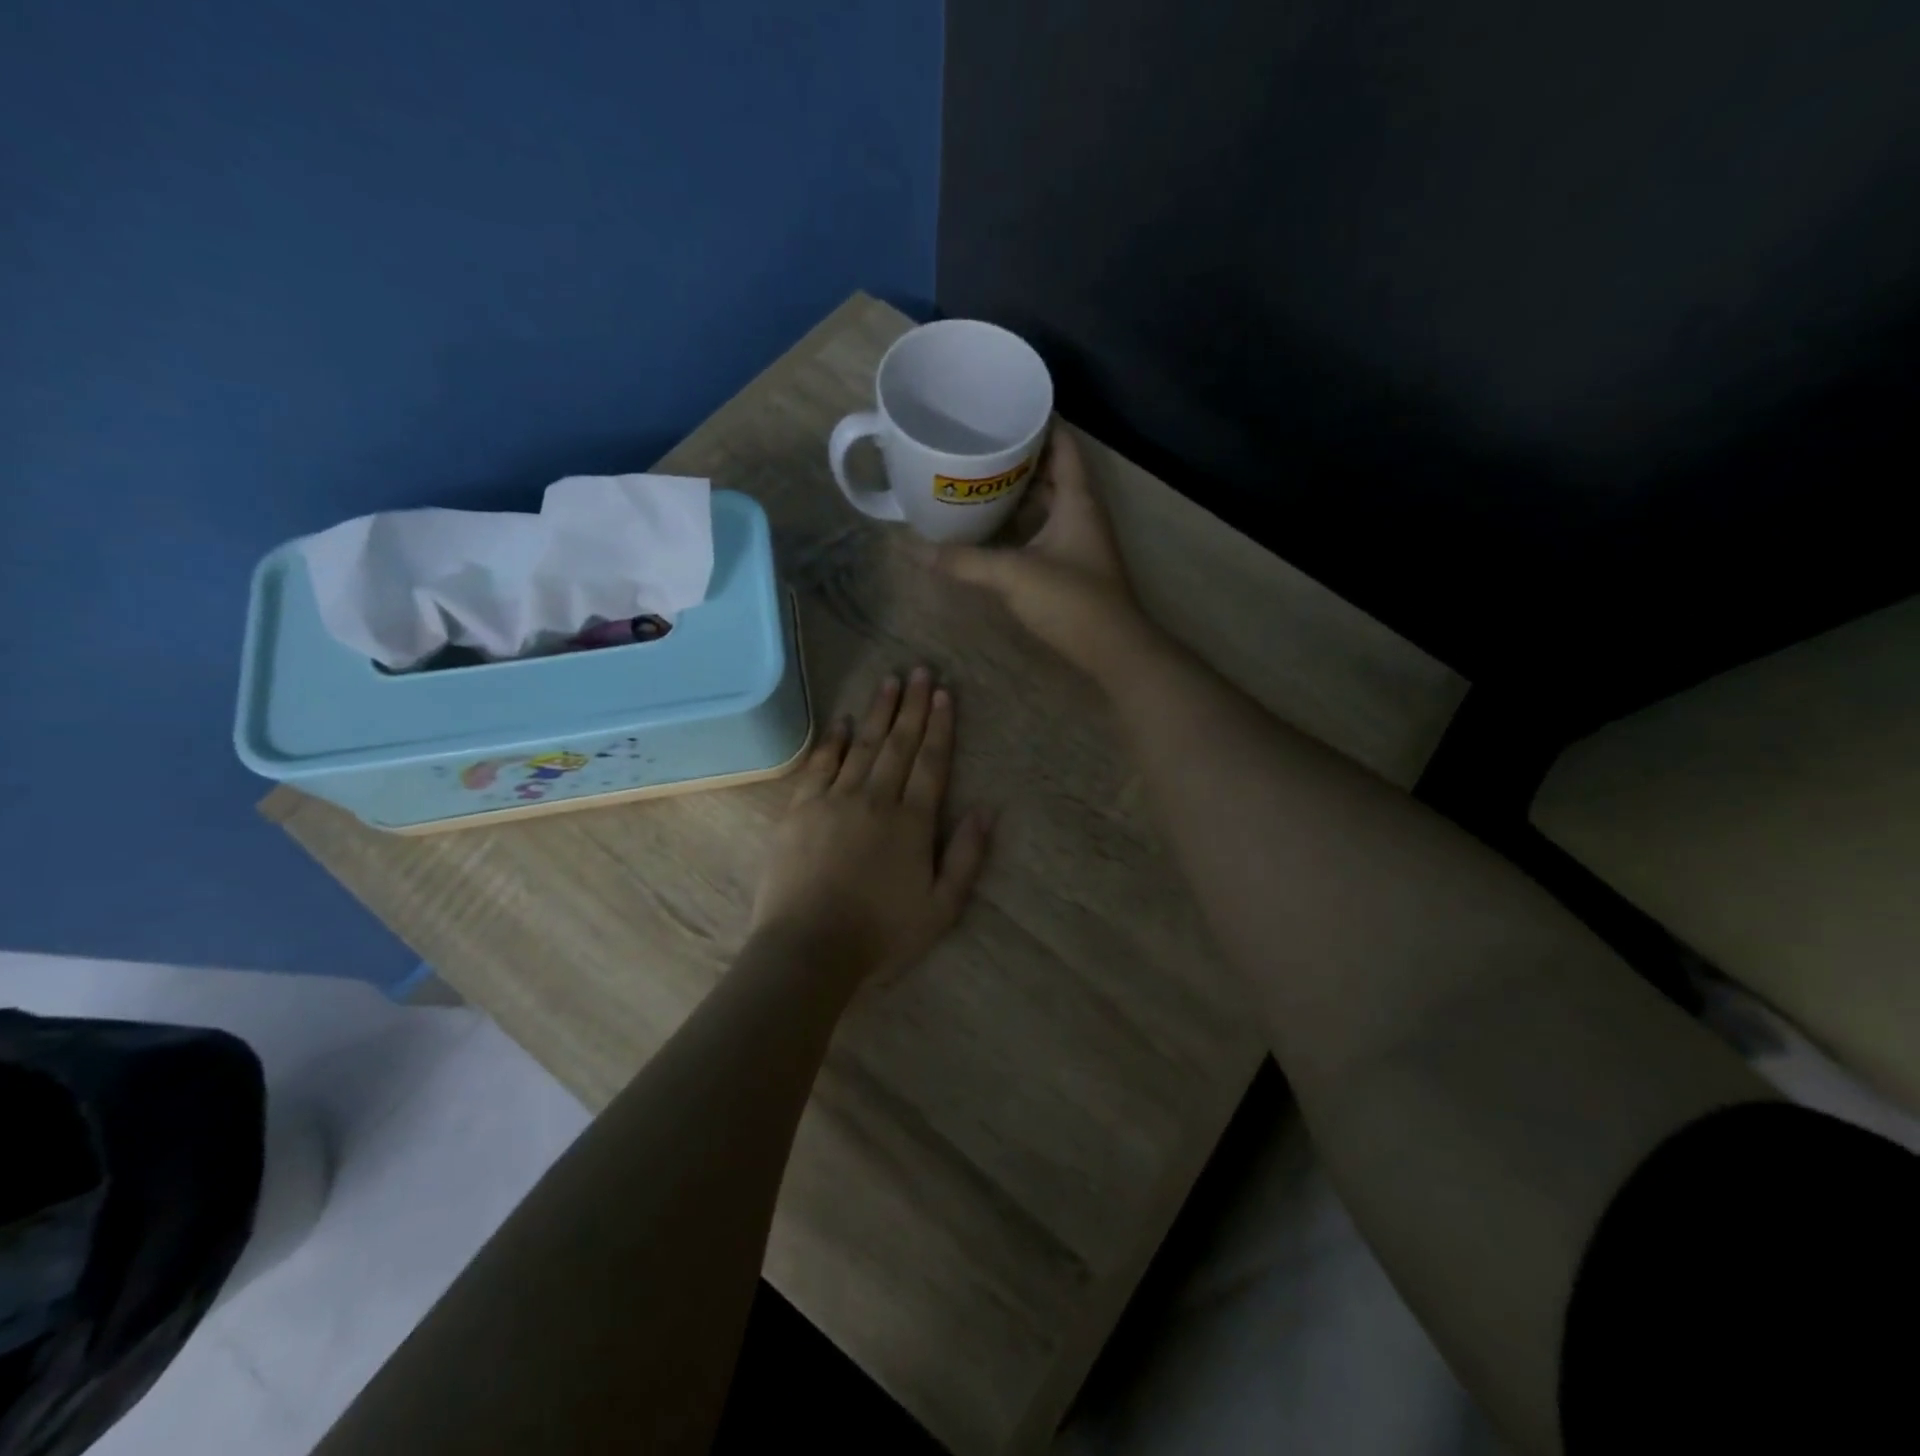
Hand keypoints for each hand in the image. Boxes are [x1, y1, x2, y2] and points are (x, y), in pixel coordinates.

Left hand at [748, 668, 992, 983]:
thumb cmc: (881, 935)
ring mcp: (834, 801)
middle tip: (920, 670)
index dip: (940, 726)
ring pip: (863, 746)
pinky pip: (820, 765)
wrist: (808, 949)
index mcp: (912, 822)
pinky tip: (844, 722)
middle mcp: (876, 799)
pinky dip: (834, 741)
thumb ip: (967, 857)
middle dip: (912, 706)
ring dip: (879, 712)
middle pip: (899, 744)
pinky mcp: (801, 810)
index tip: (944, 693)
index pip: (931, 762)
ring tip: (890, 682)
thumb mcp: (941, 909)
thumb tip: (987, 809)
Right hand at [930, 430, 1156, 681]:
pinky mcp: (1071, 564)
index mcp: (1077, 498)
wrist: (1113, 651)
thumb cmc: (1072, 601)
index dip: (1038, 421)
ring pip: (1046, 501)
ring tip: (976, 476)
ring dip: (1017, 489)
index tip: (1002, 408)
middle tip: (977, 442)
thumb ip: (964, 561)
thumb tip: (913, 548)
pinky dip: (1020, 520)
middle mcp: (1080, 511)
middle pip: (1051, 469)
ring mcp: (1077, 539)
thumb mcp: (1013, 575)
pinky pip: (1042, 527)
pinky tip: (990, 525)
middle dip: (1018, 454)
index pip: (1062, 442)